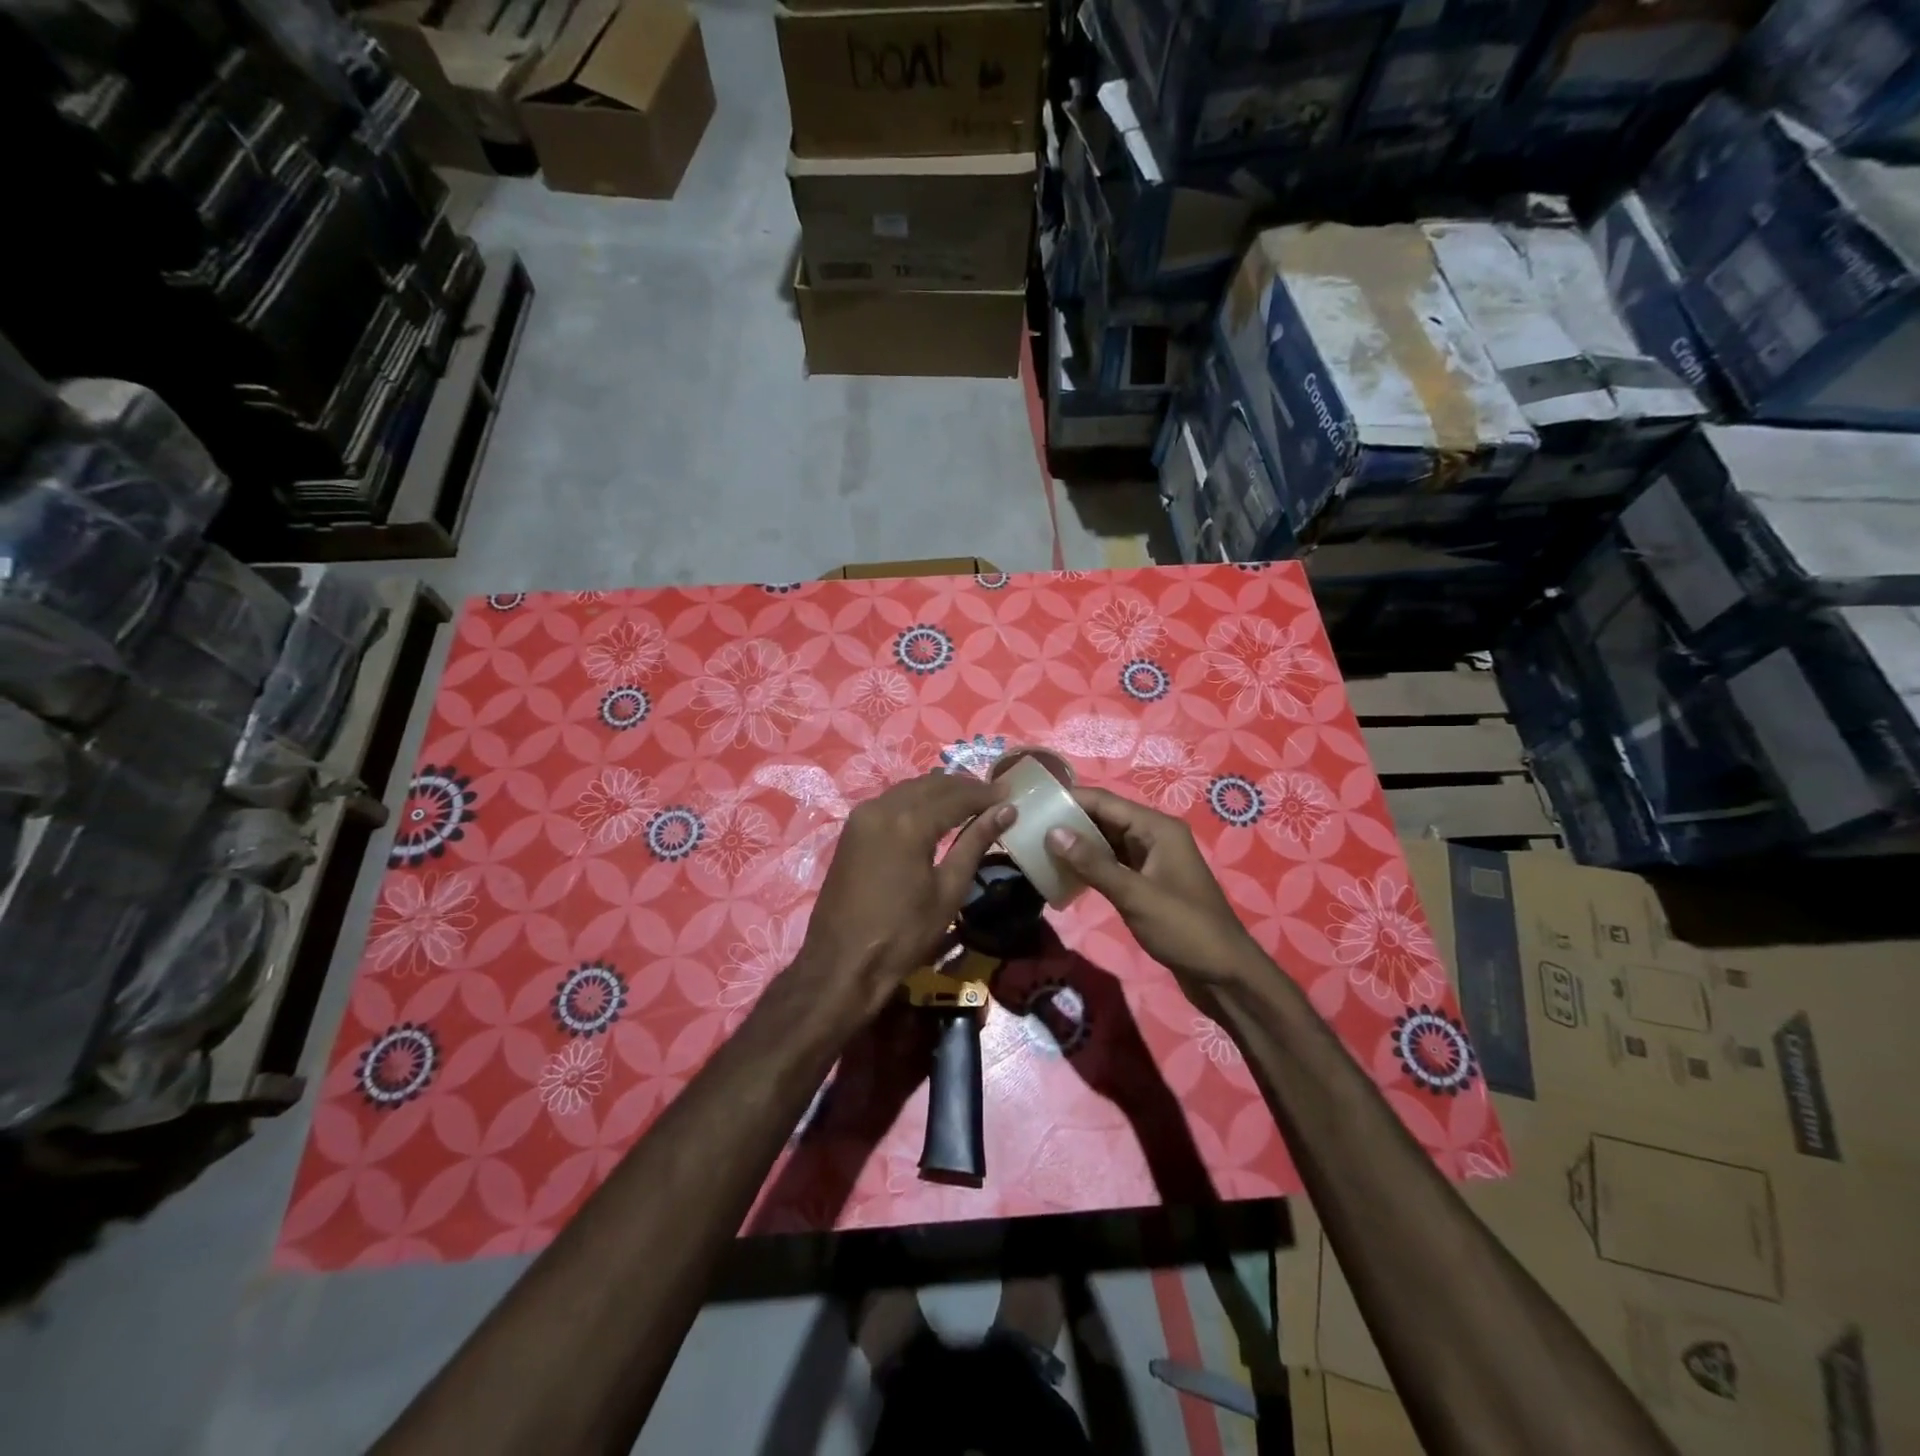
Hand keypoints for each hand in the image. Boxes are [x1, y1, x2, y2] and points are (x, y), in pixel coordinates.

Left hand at [796, 772, 1014, 1021]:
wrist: (842, 963)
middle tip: (993, 796)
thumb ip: (975, 843)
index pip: (957, 796)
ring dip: (939, 789)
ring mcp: (862, 816)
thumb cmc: (903, 934)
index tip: (1010, 793)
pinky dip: (916, 799)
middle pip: (931, 784)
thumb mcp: (948, 891)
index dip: (986, 794)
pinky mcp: (852, 829)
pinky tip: (932, 812)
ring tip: (968, 801)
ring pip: (909, 788)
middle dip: (964, 786)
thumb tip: (1006, 811)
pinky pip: (890, 801)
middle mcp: (883, 807)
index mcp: (910, 822)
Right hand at [1045, 786, 1262, 985]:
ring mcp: (1152, 861)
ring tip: (1039, 848)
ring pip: (1107, 843)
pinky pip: (1113, 864)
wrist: (1225, 975)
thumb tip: (1053, 832)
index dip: (1070, 800)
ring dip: (1078, 846)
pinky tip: (1065, 874)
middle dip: (1070, 822)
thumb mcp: (1134, 895)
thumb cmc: (1184, 929)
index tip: (1033, 804)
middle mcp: (1155, 837)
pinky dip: (1091, 866)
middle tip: (1028, 828)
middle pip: (1105, 819)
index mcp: (1157, 829)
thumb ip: (1093, 863)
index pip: (1105, 802)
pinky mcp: (1148, 883)